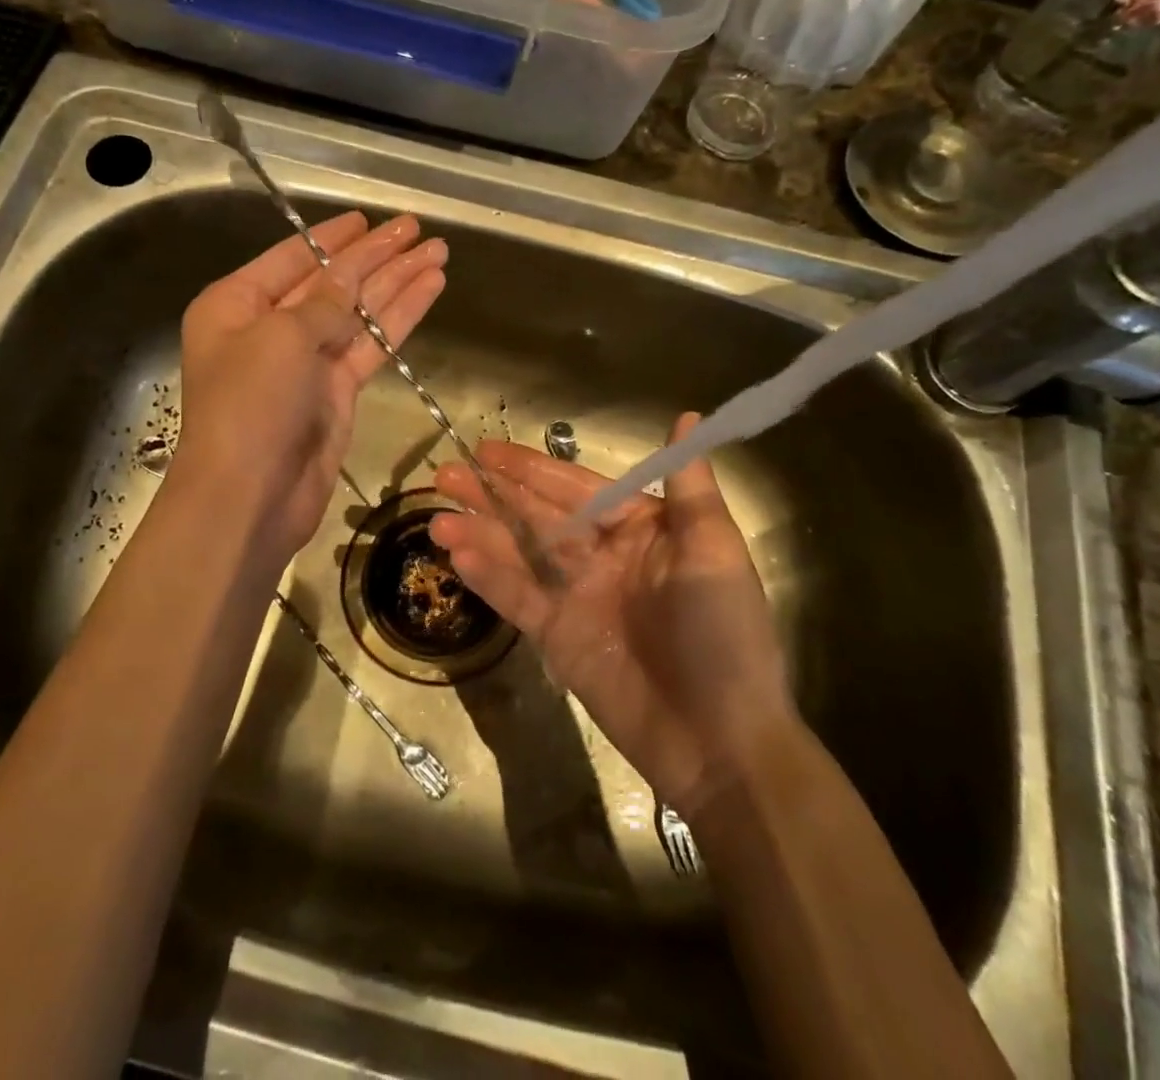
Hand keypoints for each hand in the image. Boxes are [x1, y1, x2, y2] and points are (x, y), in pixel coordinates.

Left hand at [173, 211, 445, 563]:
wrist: (250, 497)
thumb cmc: (249, 404)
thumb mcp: (282, 336)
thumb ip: (324, 301)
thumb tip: (350, 276)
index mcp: (236, 305)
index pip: (292, 258)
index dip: (333, 238)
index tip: (367, 218)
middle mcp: (270, 328)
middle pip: (332, 282)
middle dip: (375, 256)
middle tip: (417, 229)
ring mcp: (306, 362)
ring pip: (359, 312)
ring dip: (397, 282)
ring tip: (438, 252)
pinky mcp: (336, 392)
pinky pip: (372, 345)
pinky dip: (400, 318)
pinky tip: (430, 289)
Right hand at [430, 415, 793, 812]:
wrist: (721, 742)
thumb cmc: (723, 636)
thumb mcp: (714, 554)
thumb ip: (689, 489)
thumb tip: (685, 417)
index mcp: (640, 530)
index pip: (577, 488)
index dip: (532, 468)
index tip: (488, 451)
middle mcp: (603, 556)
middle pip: (538, 515)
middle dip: (493, 494)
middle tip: (445, 474)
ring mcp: (577, 597)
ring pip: (520, 554)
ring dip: (480, 534)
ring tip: (436, 519)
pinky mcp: (559, 638)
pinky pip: (518, 599)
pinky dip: (489, 578)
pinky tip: (457, 558)